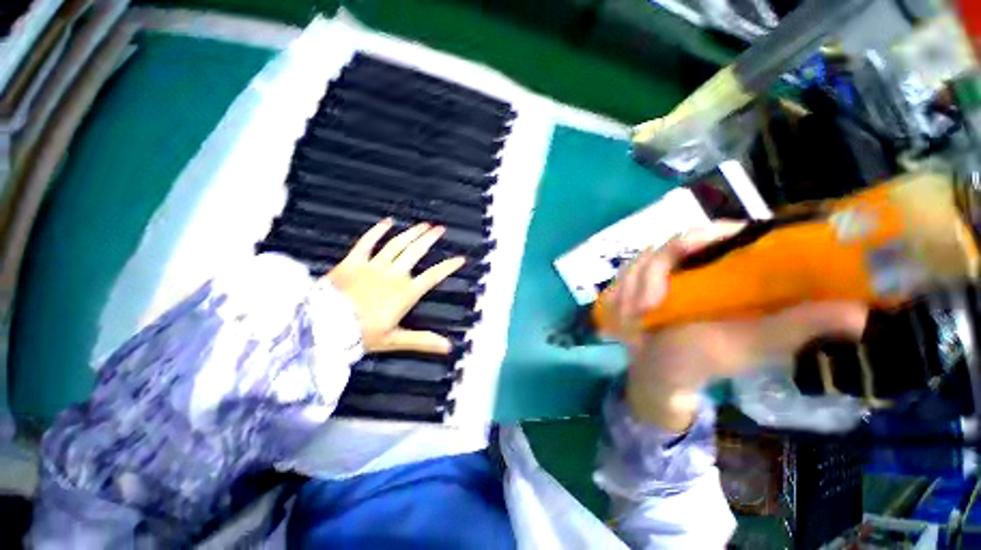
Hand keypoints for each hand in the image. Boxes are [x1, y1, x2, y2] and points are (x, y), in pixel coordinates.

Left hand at [327, 218, 464, 353]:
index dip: (448, 267)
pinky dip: (376, 231)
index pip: (432, 276)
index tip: (460, 258)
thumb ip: (423, 340)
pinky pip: (366, 242)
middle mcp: (393, 275)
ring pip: (397, 245)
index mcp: (404, 293)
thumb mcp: (394, 340)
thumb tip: (448, 347)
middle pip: (415, 253)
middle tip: (440, 229)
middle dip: (430, 239)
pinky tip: (387, 222)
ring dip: (411, 233)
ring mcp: (373, 266)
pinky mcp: (353, 262)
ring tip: (423, 224)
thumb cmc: (361, 335)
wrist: (323, 328)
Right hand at [603, 222, 868, 430]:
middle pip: (670, 243)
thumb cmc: (705, 359)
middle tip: (647, 306)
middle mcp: (695, 264)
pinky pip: (623, 275)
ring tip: (631, 319)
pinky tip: (619, 314)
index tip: (683, 256)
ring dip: (630, 287)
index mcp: (730, 269)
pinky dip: (618, 292)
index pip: (722, 232)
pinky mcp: (637, 282)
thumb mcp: (750, 345)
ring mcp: (662, 272)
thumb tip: (858, 313)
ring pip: (641, 259)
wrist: (658, 371)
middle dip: (650, 273)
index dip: (706, 237)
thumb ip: (793, 328)